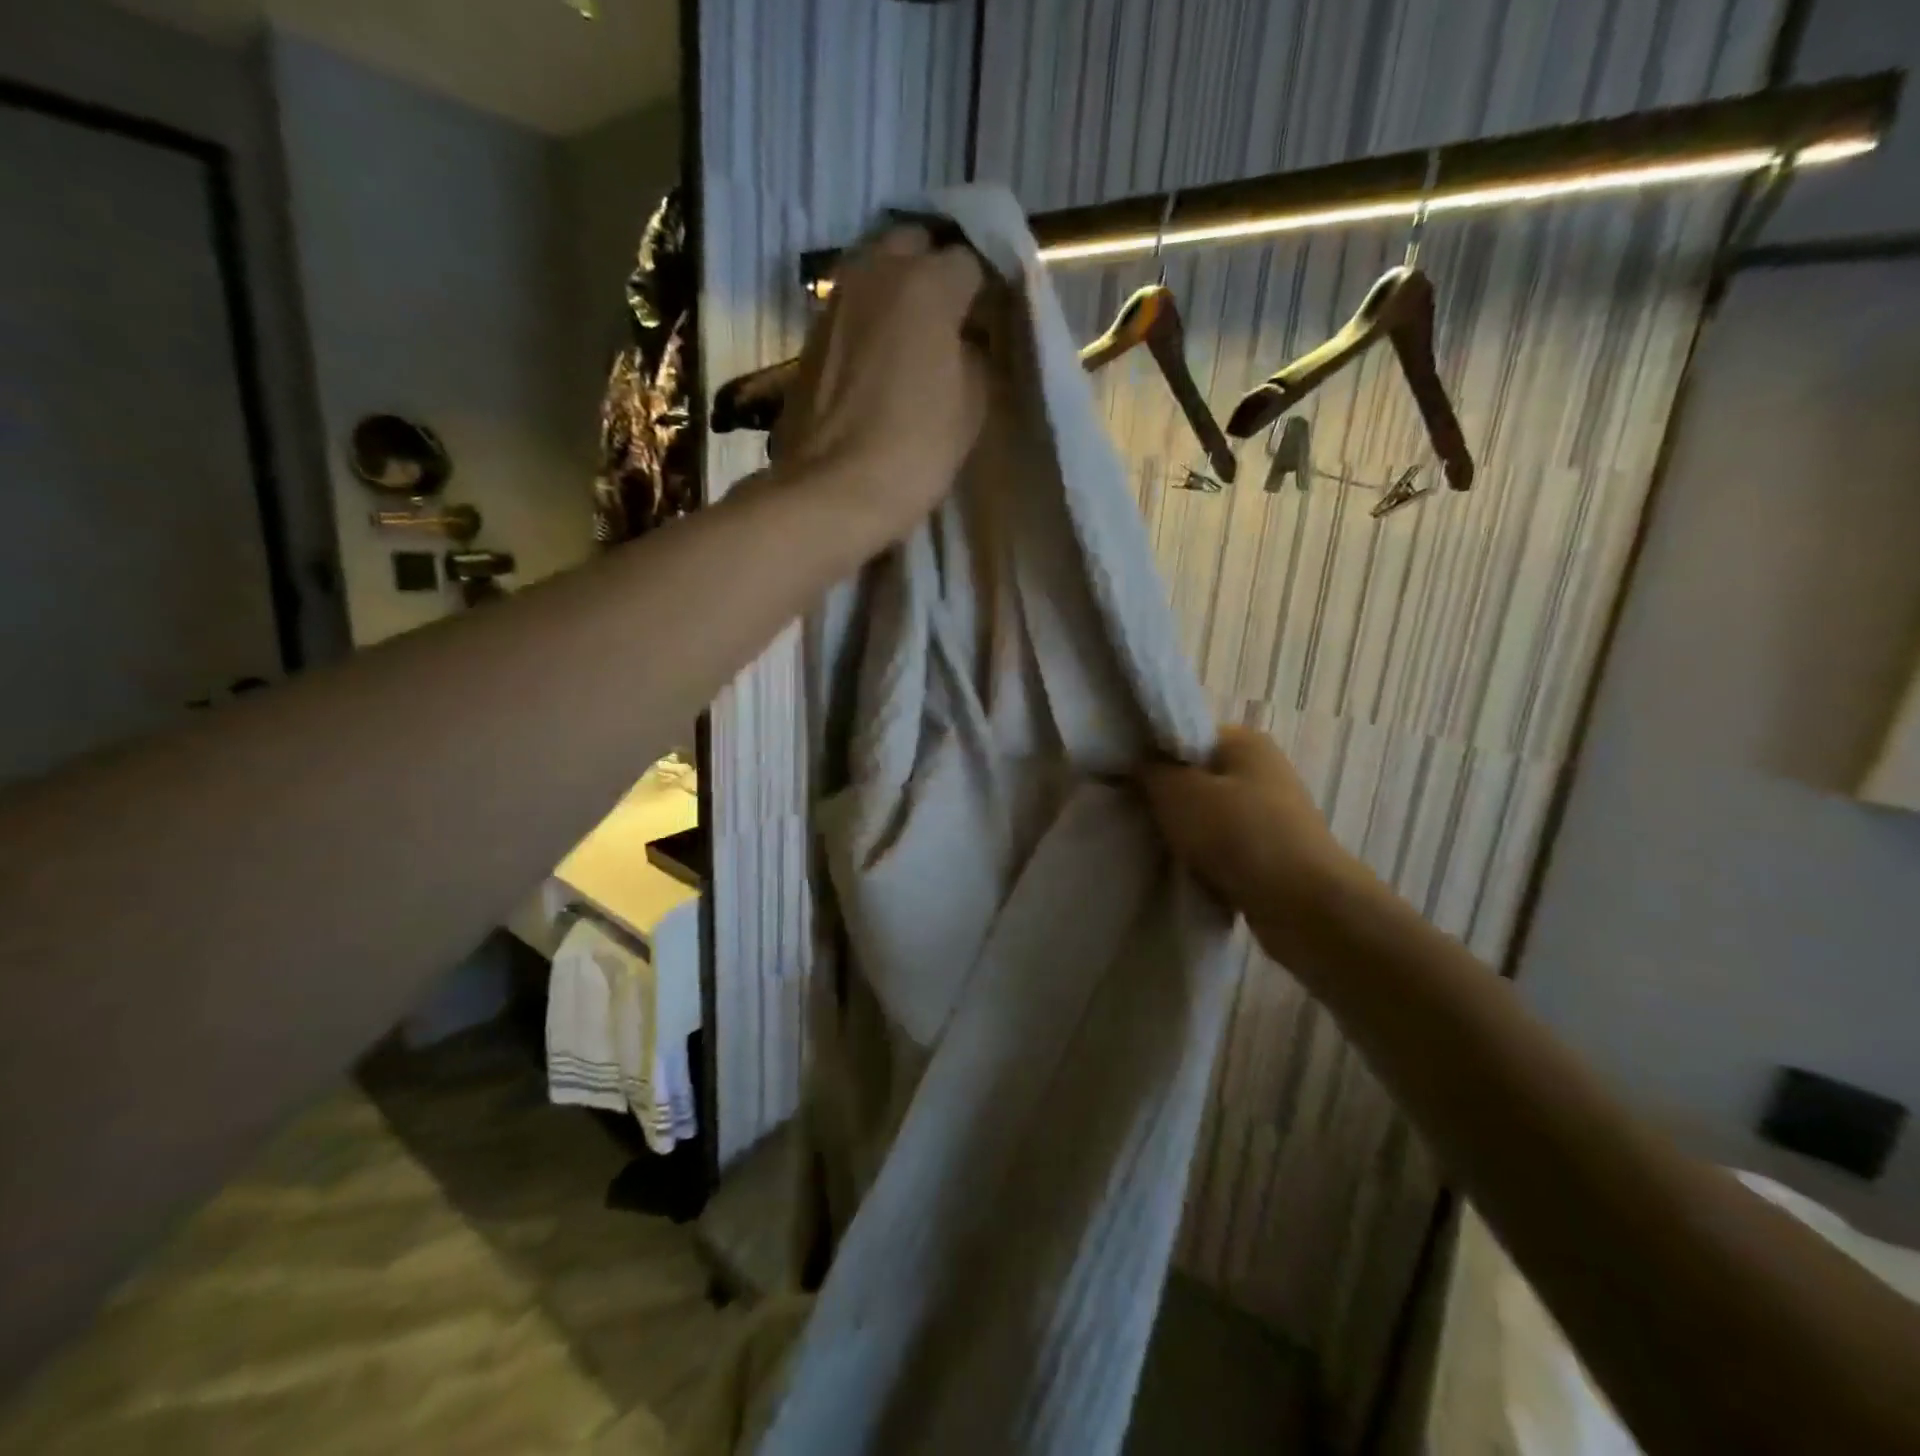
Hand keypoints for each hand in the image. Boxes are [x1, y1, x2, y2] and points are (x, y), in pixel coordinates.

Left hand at [771, 227, 990, 544]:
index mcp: (925, 282)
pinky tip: (881, 357)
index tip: (991, 320)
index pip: (969, 260)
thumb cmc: (916, 448)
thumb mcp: (972, 403)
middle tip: (953, 316)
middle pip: (914, 246)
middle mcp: (875, 273)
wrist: (835, 491)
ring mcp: (835, 302)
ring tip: (916, 334)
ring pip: (875, 272)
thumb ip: (976, 355)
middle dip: (936, 271)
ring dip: (898, 292)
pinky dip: (870, 320)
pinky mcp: (811, 337)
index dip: (985, 289)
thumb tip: (966, 341)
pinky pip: (852, 310)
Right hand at [1140, 726, 1364, 932]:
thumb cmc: (1238, 834)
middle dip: (1166, 798)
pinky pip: (1225, 848)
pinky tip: (1185, 871)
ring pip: (1209, 816)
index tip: (1126, 779)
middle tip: (1136, 815)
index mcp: (1245, 742)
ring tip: (1157, 847)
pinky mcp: (1272, 853)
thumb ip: (1150, 770)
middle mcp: (1263, 771)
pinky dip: (1205, 859)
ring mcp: (1271, 814)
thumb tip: (1139, 762)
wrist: (1303, 905)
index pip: (1186, 736)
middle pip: (1197, 777)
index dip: (1153, 755)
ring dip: (1185, 833)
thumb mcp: (1178, 792)